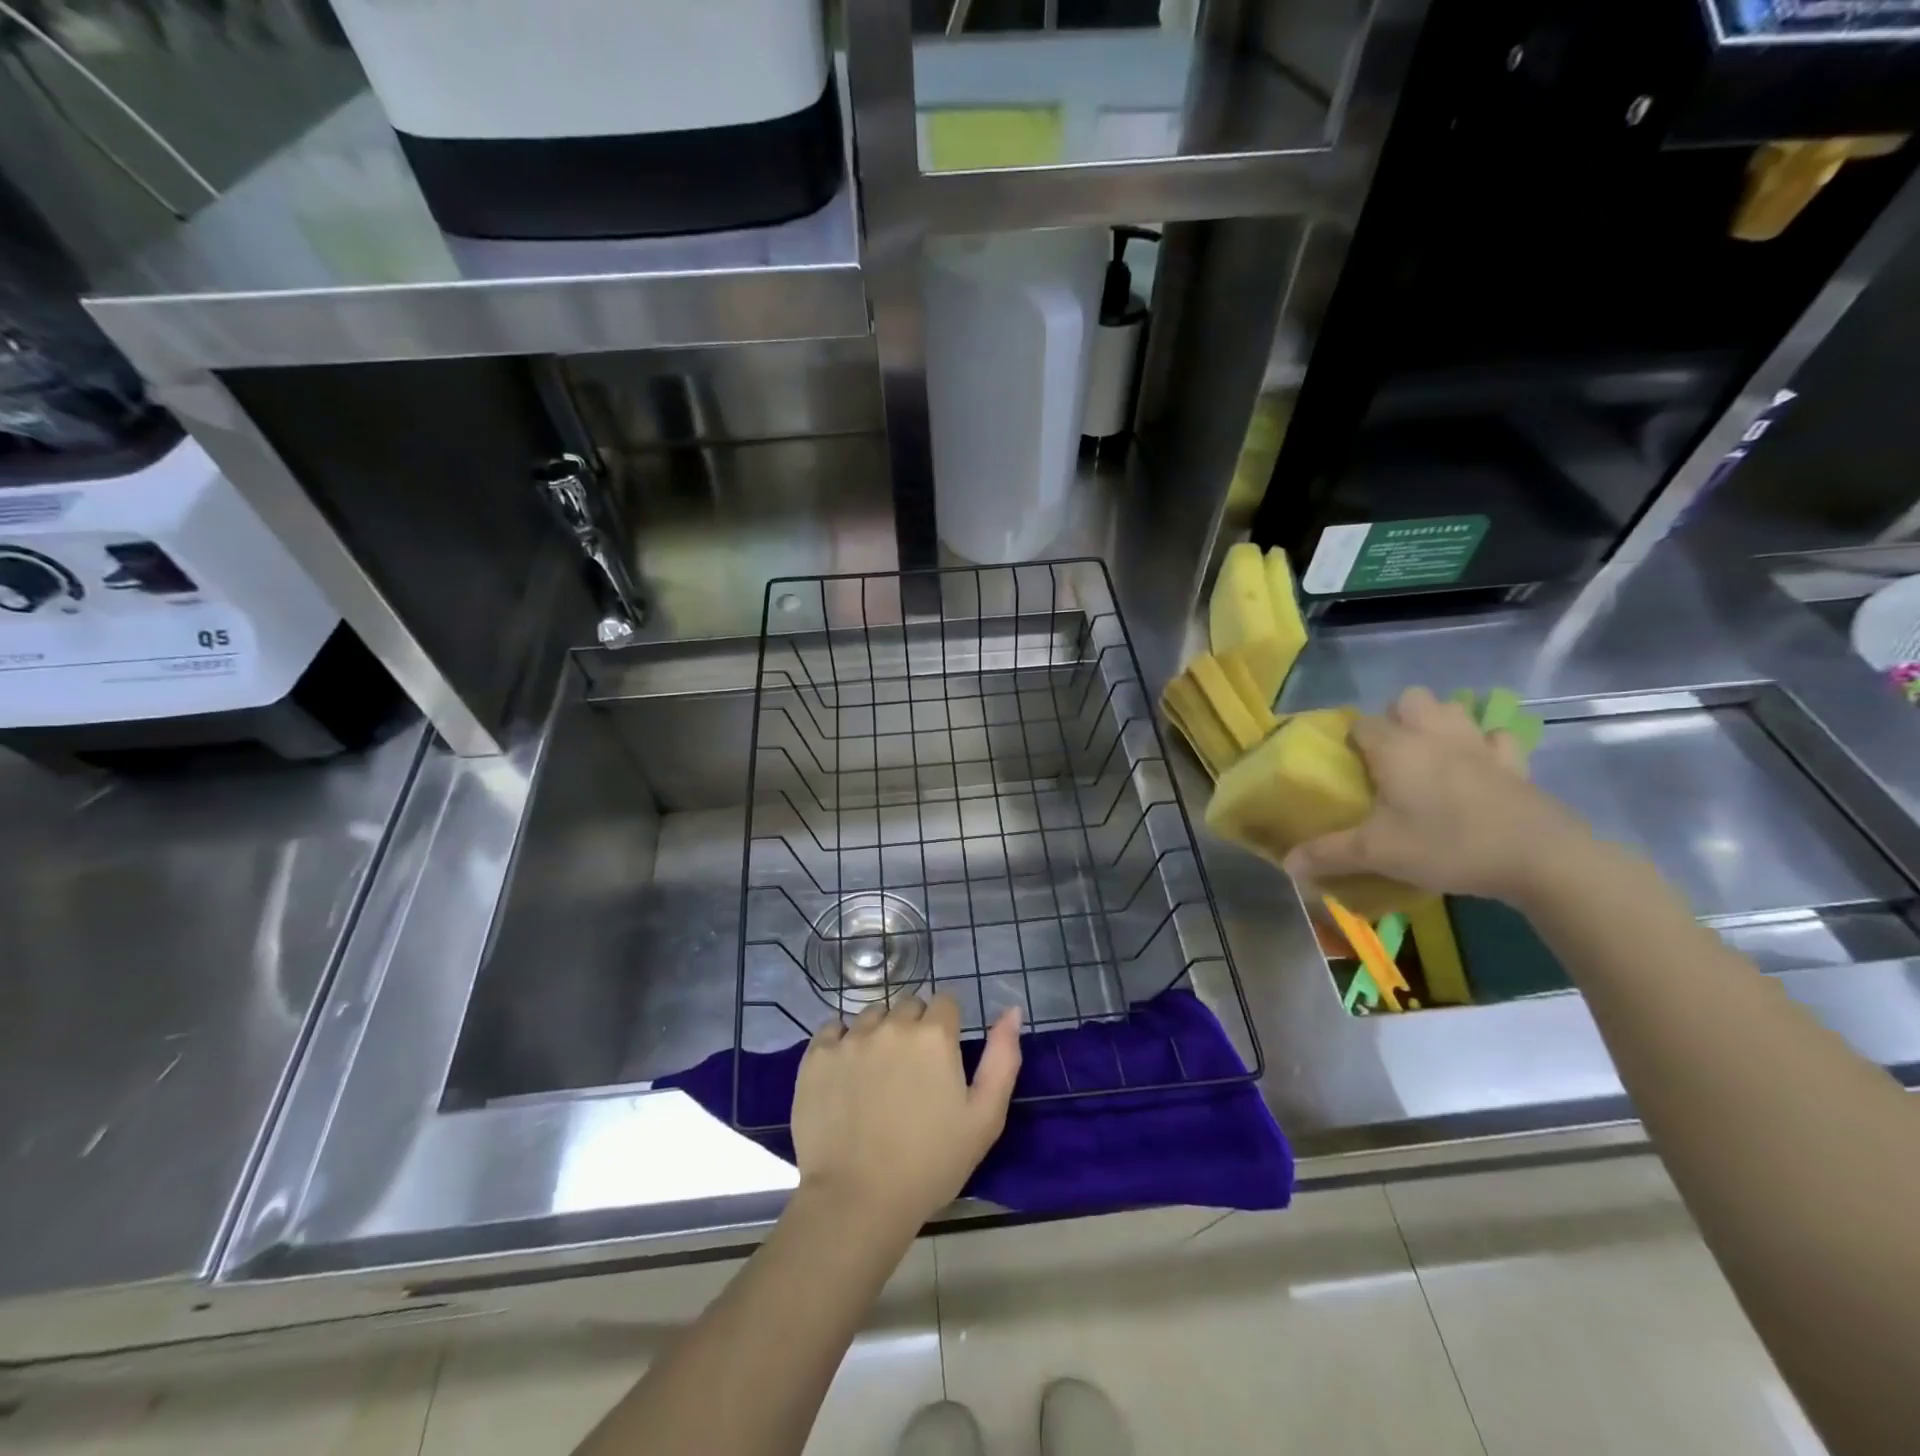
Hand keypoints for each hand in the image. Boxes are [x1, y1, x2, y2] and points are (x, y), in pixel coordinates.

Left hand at [791, 996, 1022, 1234]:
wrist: (858, 1201)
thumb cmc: (931, 1163)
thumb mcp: (985, 1117)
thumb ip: (1003, 1057)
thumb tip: (1012, 1010)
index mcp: (934, 1035)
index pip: (945, 1002)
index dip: (947, 1026)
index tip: (943, 1058)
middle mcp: (892, 1024)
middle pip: (908, 1005)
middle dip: (914, 1028)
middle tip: (912, 1073)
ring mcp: (850, 1038)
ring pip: (871, 1016)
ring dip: (879, 1033)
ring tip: (877, 1076)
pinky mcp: (816, 1056)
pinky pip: (832, 1030)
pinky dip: (841, 1043)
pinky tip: (846, 1074)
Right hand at [1283, 686, 1590, 905]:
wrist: (1539, 857)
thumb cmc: (1446, 844)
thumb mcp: (1377, 853)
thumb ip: (1328, 854)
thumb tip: (1287, 865)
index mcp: (1396, 749)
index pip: (1361, 724)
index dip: (1350, 739)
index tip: (1346, 764)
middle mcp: (1434, 735)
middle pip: (1410, 699)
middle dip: (1396, 717)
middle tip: (1388, 756)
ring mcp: (1479, 745)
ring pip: (1454, 709)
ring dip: (1438, 722)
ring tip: (1428, 755)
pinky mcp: (1515, 764)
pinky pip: (1496, 739)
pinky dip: (1485, 745)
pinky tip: (1478, 767)